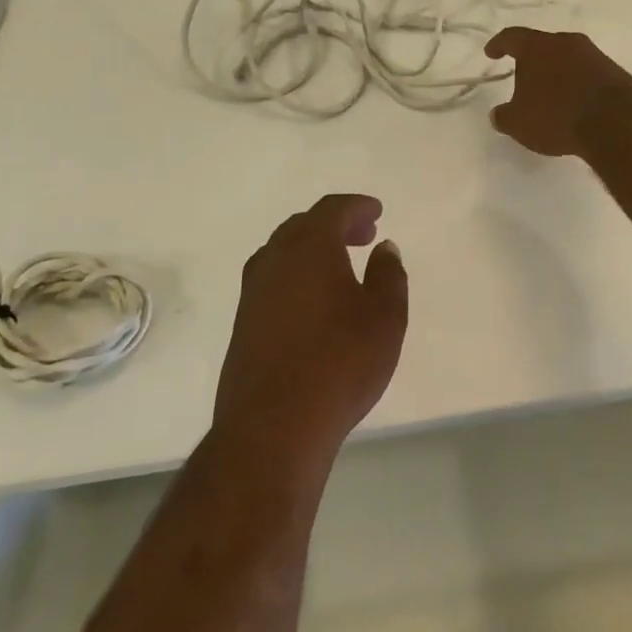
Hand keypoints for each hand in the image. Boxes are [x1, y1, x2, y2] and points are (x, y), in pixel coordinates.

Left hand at [214, 194, 407, 461]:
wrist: (273, 425)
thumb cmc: (340, 363)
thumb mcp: (385, 317)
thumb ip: (388, 275)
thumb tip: (384, 248)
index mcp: (310, 246)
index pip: (332, 209)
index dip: (356, 206)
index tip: (377, 212)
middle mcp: (275, 259)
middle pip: (304, 225)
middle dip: (335, 225)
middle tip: (364, 237)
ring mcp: (253, 291)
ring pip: (283, 252)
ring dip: (313, 250)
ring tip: (340, 268)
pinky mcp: (242, 323)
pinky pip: (272, 280)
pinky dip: (296, 276)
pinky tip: (314, 303)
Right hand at [484, 28, 631, 157]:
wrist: (616, 122)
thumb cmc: (557, 116)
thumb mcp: (519, 123)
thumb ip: (504, 116)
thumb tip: (498, 114)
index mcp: (536, 47)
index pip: (511, 37)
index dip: (498, 44)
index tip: (491, 53)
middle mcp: (565, 42)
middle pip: (542, 46)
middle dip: (531, 61)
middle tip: (523, 78)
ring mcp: (594, 54)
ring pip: (567, 58)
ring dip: (557, 73)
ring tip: (550, 95)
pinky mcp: (614, 71)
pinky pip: (587, 73)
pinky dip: (576, 84)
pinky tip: (574, 104)